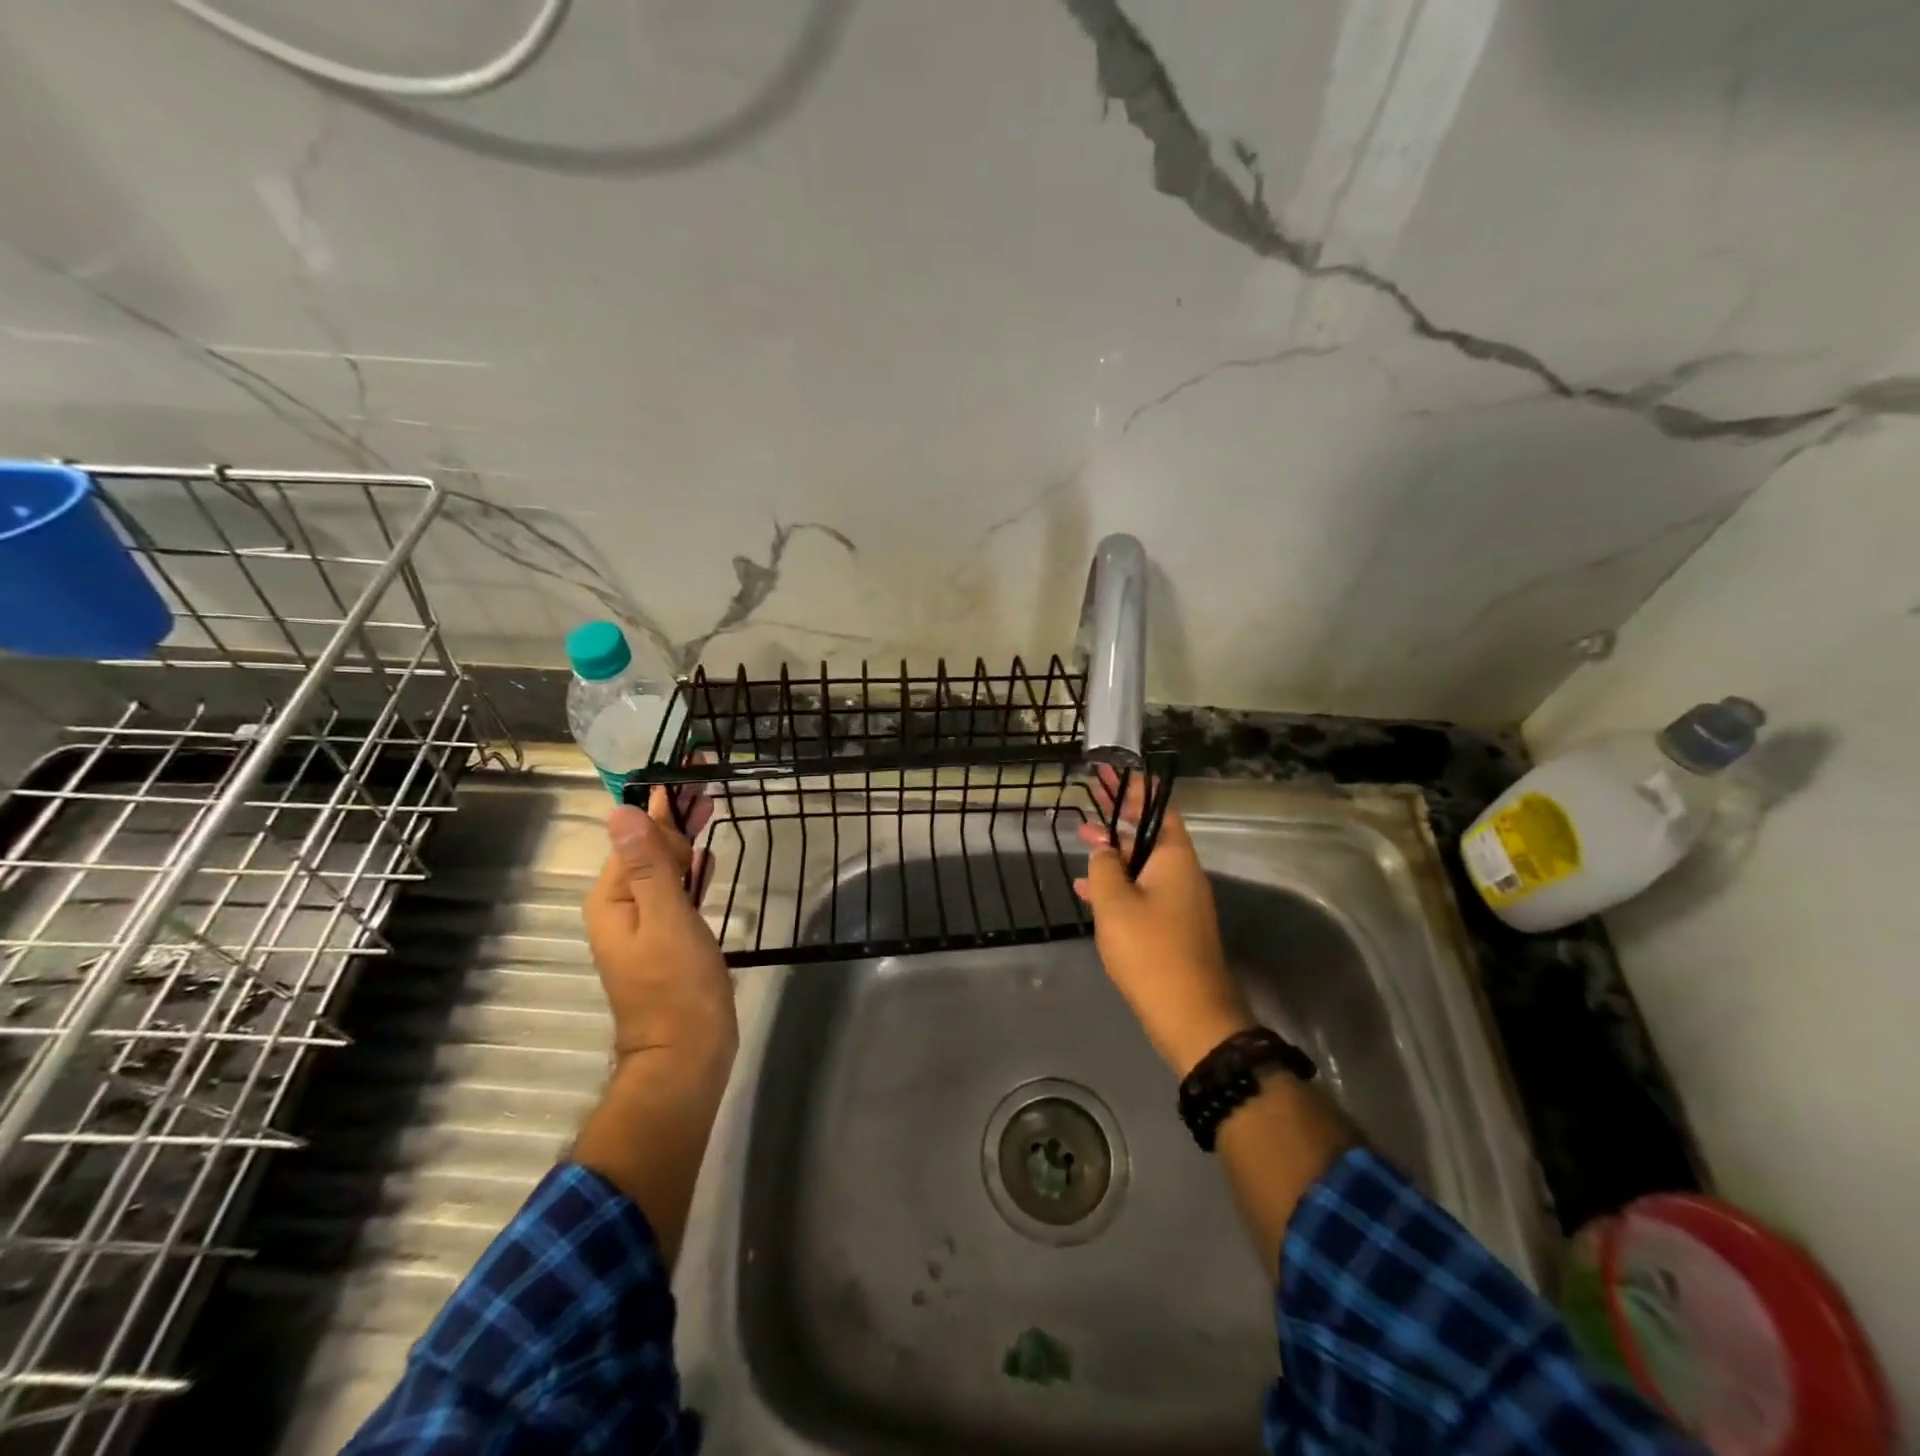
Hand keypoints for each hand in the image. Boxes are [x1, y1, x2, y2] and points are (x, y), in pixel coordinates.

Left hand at [583, 787, 735, 1069]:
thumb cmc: (678, 985)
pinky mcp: (670, 939)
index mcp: (613, 898)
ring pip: (666, 870)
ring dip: (687, 840)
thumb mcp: (665, 918)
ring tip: (710, 806)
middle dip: (677, 818)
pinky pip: (677, 893)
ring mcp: (646, 924)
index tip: (690, 771)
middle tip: (707, 783)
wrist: (688, 1054)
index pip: (635, 836)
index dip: (663, 805)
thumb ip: (648, 865)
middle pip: (649, 849)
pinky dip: (691, 872)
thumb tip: (621, 811)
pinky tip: (705, 858)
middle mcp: (623, 906)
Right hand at [1075, 772, 1252, 1075]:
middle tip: (1093, 792)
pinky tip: (1087, 890)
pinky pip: (1143, 889)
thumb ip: (1104, 866)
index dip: (1134, 787)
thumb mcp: (1115, 903)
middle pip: (1150, 830)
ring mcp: (1179, 900)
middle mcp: (1182, 872)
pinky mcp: (1172, 925)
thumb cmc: (1151, 951)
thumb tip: (1104, 848)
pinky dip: (1118, 883)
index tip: (1112, 769)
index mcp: (1174, 858)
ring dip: (1115, 847)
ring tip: (1082, 836)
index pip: (1156, 808)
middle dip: (1121, 812)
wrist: (1190, 1015)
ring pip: (1143, 861)